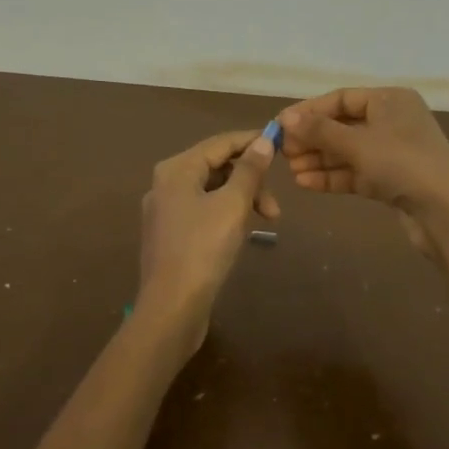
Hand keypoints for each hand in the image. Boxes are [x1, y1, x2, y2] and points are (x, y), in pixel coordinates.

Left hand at [136, 129, 278, 354]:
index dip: (252, 141)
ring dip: (242, 199)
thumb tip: (262, 140)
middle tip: (275, 208)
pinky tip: (241, 233)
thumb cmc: (204, 249)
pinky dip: (226, 214)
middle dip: (250, 180)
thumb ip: (250, 170)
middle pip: (216, 166)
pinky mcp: (170, 235)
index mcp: (177, 169)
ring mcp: (165, 211)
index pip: (221, 142)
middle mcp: (166, 184)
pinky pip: (204, 211)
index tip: (282, 146)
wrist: (172, 307)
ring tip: (265, 222)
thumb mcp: (233, 205)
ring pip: (212, 190)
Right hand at [277, 88, 448, 258]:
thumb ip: (319, 130)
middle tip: (282, 152)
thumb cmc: (402, 164)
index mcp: (391, 100)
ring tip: (290, 170)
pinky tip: (305, 184)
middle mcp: (393, 121)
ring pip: (347, 151)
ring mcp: (393, 152)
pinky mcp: (391, 180)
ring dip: (319, 159)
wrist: (446, 212)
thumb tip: (285, 119)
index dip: (310, 111)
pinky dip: (332, 176)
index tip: (280, 125)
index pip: (342, 98)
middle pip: (343, 125)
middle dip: (312, 139)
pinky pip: (355, 172)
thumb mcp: (357, 143)